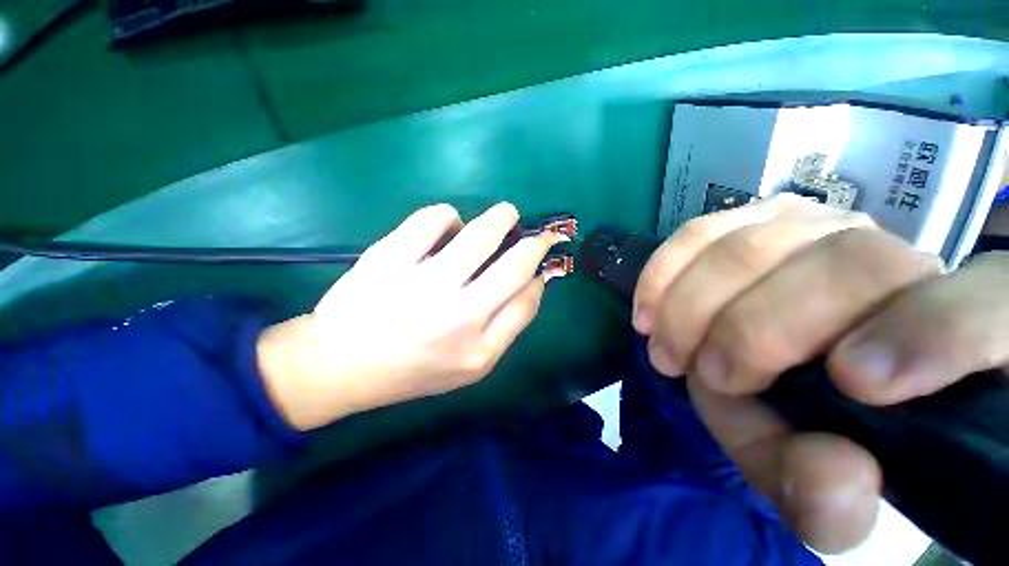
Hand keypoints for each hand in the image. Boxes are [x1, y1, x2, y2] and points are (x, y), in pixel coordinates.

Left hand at [258, 203, 562, 430]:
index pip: (527, 300)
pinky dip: (449, 216)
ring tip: (504, 216)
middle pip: (515, 264)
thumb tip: (532, 282)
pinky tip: (447, 225)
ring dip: (501, 217)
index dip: (539, 275)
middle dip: (535, 242)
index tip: (540, 265)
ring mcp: (422, 283)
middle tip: (537, 233)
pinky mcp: (389, 258)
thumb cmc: (412, 370)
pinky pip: (433, 218)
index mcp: (478, 349)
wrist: (338, 366)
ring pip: (480, 233)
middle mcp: (457, 316)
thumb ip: (506, 327)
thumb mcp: (469, 366)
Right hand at [633, 195, 1008, 551]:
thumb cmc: (813, 430)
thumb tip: (837, 473)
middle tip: (708, 375)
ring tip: (664, 347)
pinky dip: (666, 270)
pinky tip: (649, 308)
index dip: (937, 332)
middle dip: (757, 328)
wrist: (772, 375)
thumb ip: (832, 502)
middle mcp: (898, 260)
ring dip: (694, 302)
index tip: (852, 384)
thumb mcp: (818, 485)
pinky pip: (703, 230)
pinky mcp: (753, 224)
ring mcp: (818, 229)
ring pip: (757, 241)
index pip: (988, 306)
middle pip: (845, 265)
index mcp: (951, 335)